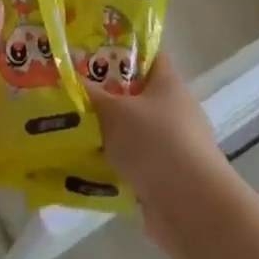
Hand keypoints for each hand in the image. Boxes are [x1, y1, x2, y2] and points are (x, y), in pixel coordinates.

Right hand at [86, 60, 230, 245]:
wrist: (193, 209)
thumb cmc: (156, 144)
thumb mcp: (114, 113)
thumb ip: (89, 95)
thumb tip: (65, 75)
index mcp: (167, 83)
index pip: (149, 54)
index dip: (123, 50)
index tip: (91, 52)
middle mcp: (174, 110)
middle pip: (137, 94)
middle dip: (106, 95)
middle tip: (72, 93)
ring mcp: (173, 145)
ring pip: (133, 131)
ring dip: (108, 134)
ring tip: (70, 130)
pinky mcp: (167, 177)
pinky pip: (134, 162)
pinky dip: (115, 164)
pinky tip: (86, 166)